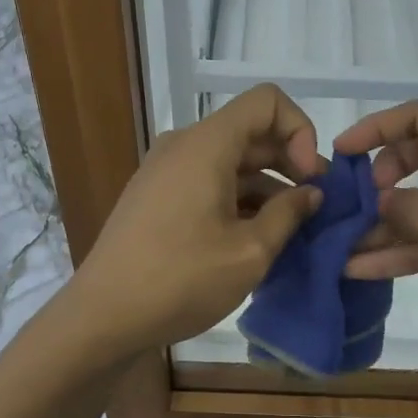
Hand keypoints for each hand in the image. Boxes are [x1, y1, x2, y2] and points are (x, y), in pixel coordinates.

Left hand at [69, 85, 323, 361]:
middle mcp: (184, 146)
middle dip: (289, 163)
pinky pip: (208, 182)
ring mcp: (166, 171)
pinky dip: (238, 200)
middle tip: (315, 208)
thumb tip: (311, 193)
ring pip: (230, 161)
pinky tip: (254, 240)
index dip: (300, 131)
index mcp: (206, 145)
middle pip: (250, 133)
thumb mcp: (249, 252)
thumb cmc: (181, 280)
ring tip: (290, 232)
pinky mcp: (156, 197)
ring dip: (266, 188)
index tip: (309, 178)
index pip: (267, 101)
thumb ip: (289, 214)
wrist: (102, 317)